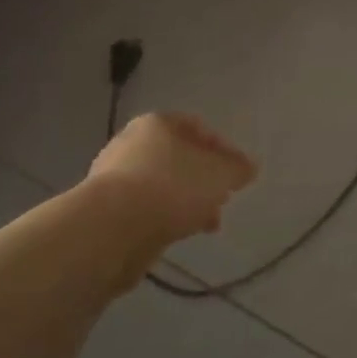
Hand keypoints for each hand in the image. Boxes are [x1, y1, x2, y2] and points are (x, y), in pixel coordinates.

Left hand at [88, 113, 257, 247]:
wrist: (113, 228)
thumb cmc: (172, 187)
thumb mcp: (220, 174)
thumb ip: (237, 169)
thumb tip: (248, 167)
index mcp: (157, 124)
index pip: (197, 127)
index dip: (224, 149)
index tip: (239, 174)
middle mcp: (132, 143)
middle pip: (179, 157)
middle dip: (205, 179)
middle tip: (223, 199)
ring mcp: (116, 177)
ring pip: (164, 185)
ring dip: (188, 202)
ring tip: (207, 224)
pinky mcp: (108, 209)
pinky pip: (147, 208)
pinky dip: (166, 217)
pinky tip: (180, 233)